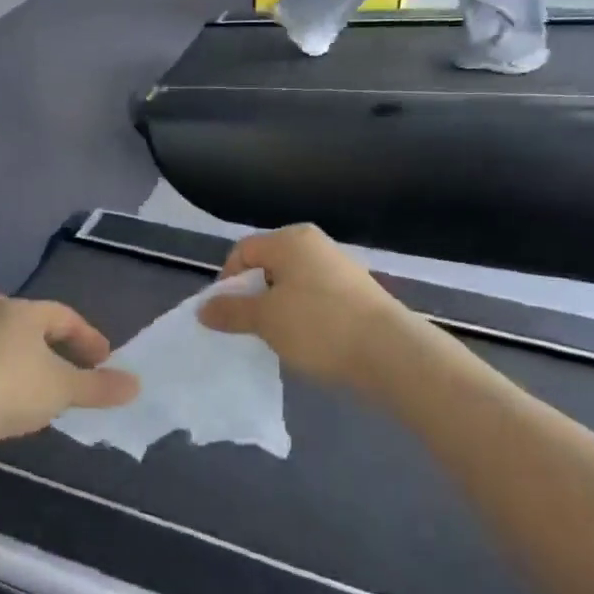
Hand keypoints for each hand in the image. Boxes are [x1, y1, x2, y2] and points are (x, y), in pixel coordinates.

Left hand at [0, 293, 138, 450]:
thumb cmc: (15, 388)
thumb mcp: (65, 388)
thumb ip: (100, 386)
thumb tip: (136, 385)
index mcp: (22, 311)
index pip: (63, 316)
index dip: (87, 337)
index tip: (103, 360)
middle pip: (20, 314)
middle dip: (42, 332)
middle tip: (60, 356)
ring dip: (10, 346)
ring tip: (26, 369)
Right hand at [198, 225, 410, 391]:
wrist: (390, 353)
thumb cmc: (318, 326)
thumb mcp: (265, 319)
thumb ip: (231, 311)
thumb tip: (203, 308)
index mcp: (290, 240)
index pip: (243, 251)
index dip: (226, 281)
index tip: (225, 315)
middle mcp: (315, 245)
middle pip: (268, 265)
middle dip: (252, 296)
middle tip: (247, 327)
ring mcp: (339, 268)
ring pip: (292, 284)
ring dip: (277, 308)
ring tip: (276, 338)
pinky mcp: (357, 293)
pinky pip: (315, 298)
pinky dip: (302, 316)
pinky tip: (306, 342)